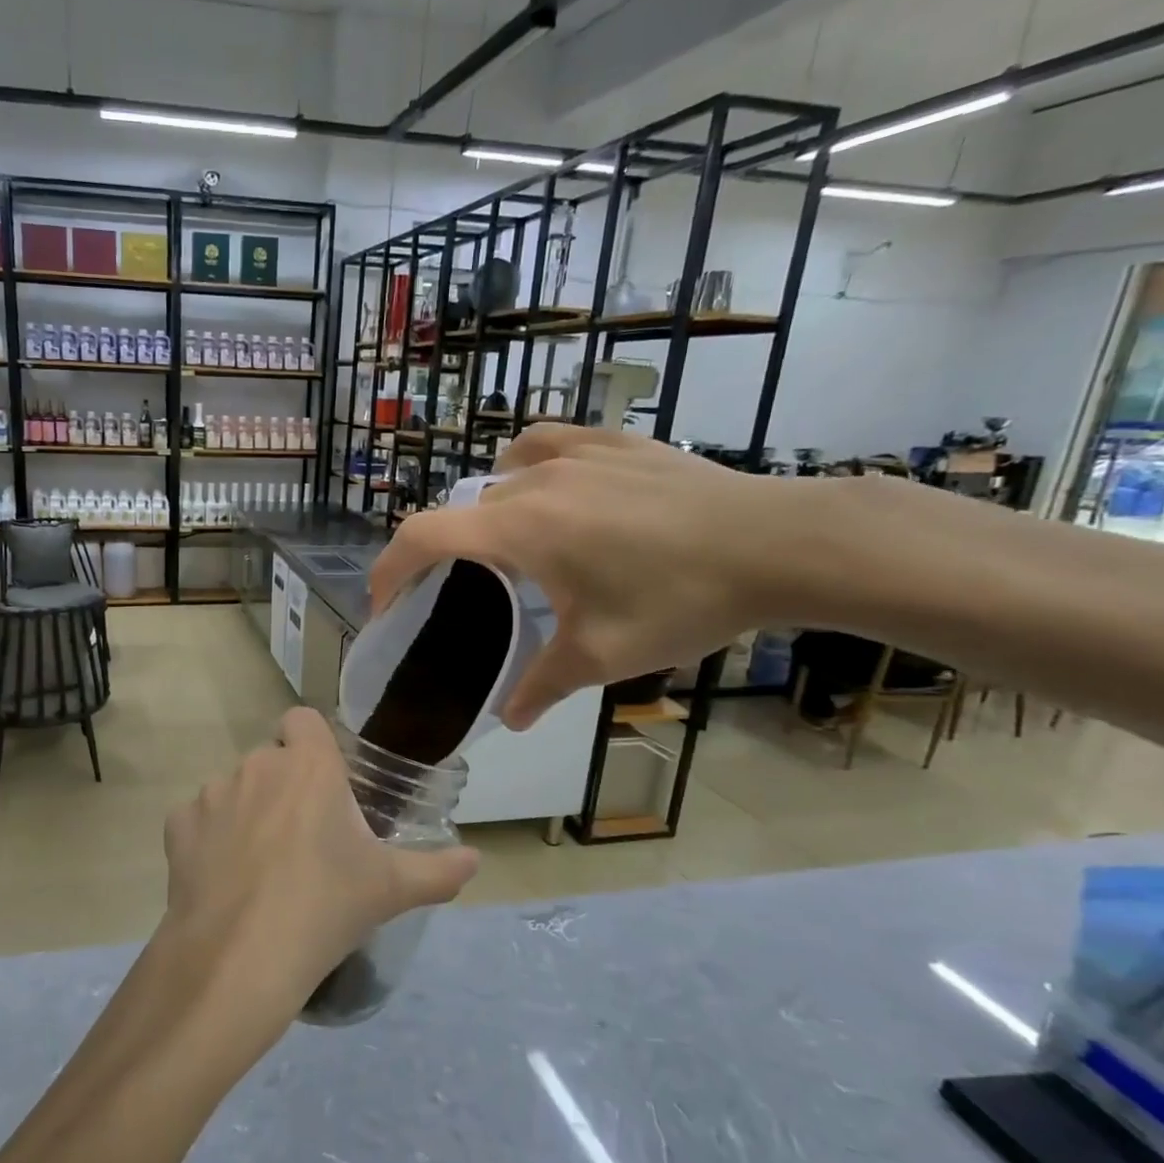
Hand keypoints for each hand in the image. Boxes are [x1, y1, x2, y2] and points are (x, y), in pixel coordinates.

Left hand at [157, 707, 477, 1046]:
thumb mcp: (390, 890)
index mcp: (308, 766)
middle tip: (305, 840)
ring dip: (248, 812)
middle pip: (272, 760)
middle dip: (286, 788)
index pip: (304, 720)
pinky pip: (198, 820)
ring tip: (262, 867)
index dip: (312, 744)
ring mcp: (212, 793)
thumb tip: (477, 861)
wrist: (239, 956)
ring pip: (235, 789)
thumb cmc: (324, 907)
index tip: (326, 784)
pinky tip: (223, 879)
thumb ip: (438, 871)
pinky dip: (210, 839)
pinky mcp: (177, 826)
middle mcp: (257, 765)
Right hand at [368, 425, 804, 729]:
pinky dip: (528, 465)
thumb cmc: (679, 600)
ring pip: (502, 478)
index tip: (385, 604)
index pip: (422, 536)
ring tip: (509, 546)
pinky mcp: (617, 443)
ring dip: (487, 512)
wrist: (778, 543)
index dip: (389, 569)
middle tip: (463, 597)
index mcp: (518, 530)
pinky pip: (548, 444)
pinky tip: (549, 485)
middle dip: (446, 556)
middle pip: (463, 514)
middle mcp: (533, 483)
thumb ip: (542, 686)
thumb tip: (511, 719)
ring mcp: (577, 455)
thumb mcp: (602, 656)